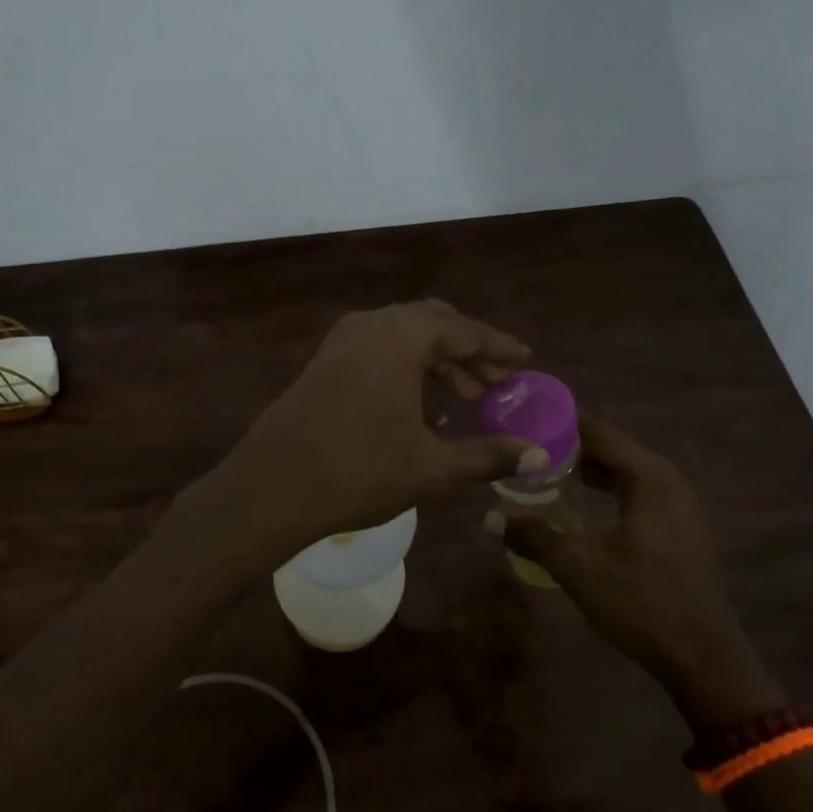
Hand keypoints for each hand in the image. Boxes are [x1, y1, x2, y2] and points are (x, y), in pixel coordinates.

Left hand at [206, 300, 542, 551]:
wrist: (272, 487)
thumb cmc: (359, 471)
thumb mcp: (431, 466)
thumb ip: (488, 455)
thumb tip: (540, 457)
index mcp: (402, 336)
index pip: (464, 331)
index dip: (498, 348)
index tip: (525, 361)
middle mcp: (371, 325)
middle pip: (434, 324)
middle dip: (469, 352)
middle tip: (496, 383)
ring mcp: (342, 341)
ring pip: (403, 336)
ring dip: (437, 360)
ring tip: (465, 399)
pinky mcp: (323, 361)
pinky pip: (378, 349)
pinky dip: (406, 366)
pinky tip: (419, 406)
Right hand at [488, 416, 785, 725]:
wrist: (705, 659)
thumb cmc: (641, 602)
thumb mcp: (578, 567)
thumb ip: (533, 536)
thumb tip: (489, 518)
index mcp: (649, 478)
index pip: (599, 432)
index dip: (561, 424)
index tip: (526, 421)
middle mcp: (669, 481)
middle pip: (613, 449)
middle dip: (571, 448)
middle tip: (529, 450)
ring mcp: (681, 506)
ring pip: (627, 472)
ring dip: (590, 471)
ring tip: (548, 475)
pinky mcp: (682, 529)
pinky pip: (639, 493)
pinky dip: (610, 490)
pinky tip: (584, 507)